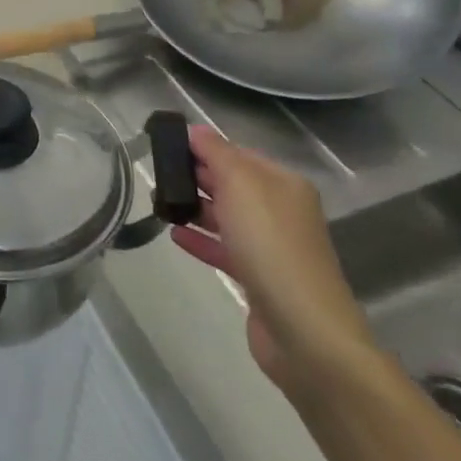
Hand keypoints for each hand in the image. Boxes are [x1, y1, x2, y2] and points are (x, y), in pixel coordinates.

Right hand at [170, 126, 377, 398]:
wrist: (304, 330)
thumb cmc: (271, 246)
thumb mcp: (241, 186)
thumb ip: (217, 154)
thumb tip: (196, 130)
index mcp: (283, 184)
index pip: (238, 154)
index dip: (204, 148)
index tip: (166, 146)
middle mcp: (281, 211)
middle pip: (233, 184)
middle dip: (197, 177)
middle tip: (156, 174)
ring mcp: (271, 247)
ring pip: (226, 217)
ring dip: (195, 208)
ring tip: (159, 203)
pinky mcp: (259, 278)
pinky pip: (224, 248)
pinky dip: (200, 240)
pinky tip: (174, 235)